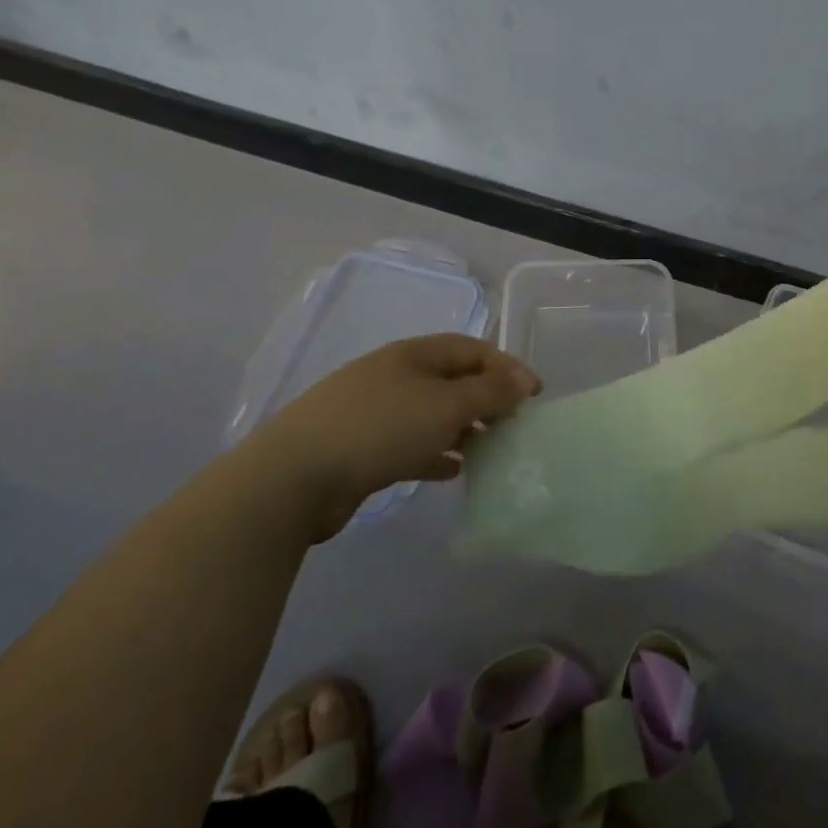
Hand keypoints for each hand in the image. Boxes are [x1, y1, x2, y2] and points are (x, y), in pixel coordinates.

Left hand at [248, 334, 540, 541]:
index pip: (472, 349)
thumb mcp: (446, 405)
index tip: (534, 394)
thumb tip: (522, 380)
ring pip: (431, 413)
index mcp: (414, 354)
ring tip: (490, 449)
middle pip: (452, 380)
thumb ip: (490, 392)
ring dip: (463, 427)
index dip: (507, 367)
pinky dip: (435, 452)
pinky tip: (452, 471)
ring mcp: (373, 411)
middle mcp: (394, 375)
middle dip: (486, 398)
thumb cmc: (380, 428)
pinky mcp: (360, 448)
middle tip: (513, 424)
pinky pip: (410, 443)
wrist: (293, 478)